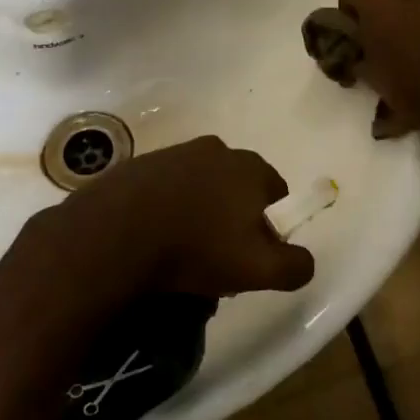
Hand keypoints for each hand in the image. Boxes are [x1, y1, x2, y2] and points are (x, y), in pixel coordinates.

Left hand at [31, 135, 314, 300]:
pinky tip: (152, 238)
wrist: (113, 235)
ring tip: (180, 252)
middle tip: (216, 257)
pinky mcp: (139, 165)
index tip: (250, 255)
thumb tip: (305, 261)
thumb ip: (295, 266)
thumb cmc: (195, 248)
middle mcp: (216, 149)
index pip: (276, 194)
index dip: (269, 227)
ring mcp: (174, 153)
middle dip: (232, 219)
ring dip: (198, 213)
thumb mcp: (259, 269)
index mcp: (250, 167)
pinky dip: (165, 209)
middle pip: (237, 188)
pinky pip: (165, 189)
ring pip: (200, 187)